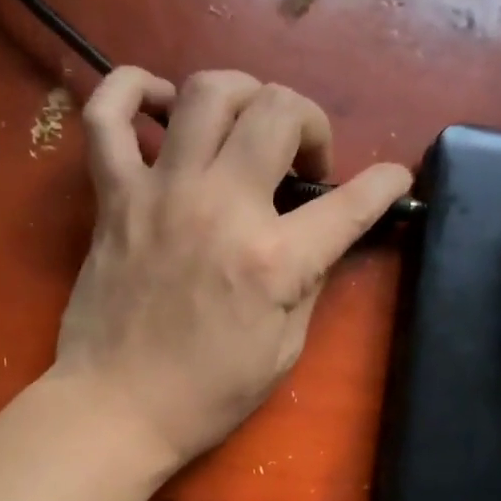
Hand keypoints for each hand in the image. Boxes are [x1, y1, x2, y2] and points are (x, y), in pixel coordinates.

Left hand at [52, 67, 412, 467]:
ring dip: (242, 95)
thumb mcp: (281, 352)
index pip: (350, 202)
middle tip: (301, 164)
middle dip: (309, 123)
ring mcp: (161, 194)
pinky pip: (107, 116)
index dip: (384, 185)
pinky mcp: (113, 198)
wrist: (116, 409)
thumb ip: (307, 285)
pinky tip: (159, 103)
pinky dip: (130, 90)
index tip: (393, 180)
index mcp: (272, 260)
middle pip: (279, 111)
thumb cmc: (204, 396)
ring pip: (206, 92)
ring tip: (246, 127)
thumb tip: (319, 240)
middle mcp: (221, 207)